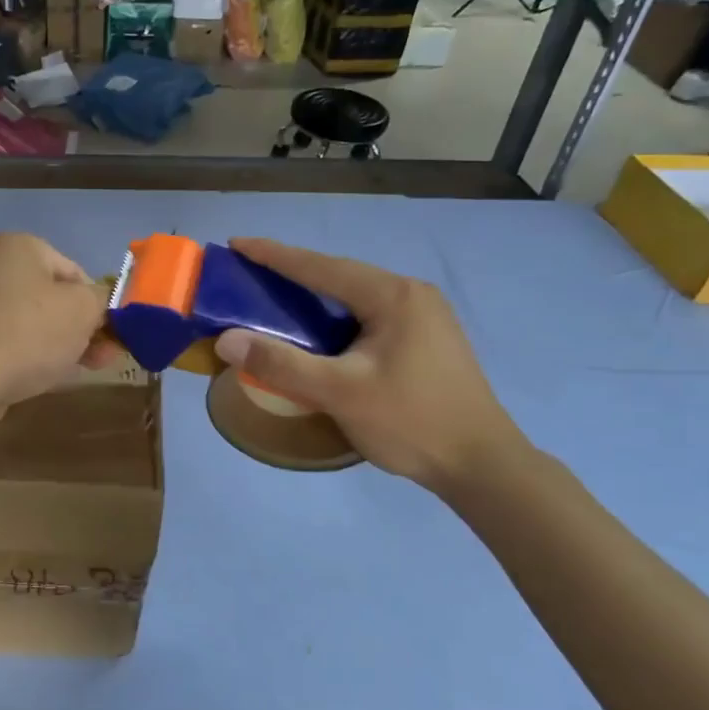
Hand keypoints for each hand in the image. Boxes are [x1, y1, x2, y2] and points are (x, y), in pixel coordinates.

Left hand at [0, 233, 112, 404]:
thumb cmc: (28, 333)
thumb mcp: (84, 309)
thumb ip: (103, 301)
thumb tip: (102, 305)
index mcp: (18, 247)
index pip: (75, 272)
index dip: (99, 304)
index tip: (112, 336)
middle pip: (52, 299)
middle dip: (81, 329)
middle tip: (103, 358)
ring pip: (31, 325)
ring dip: (59, 346)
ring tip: (77, 372)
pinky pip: (8, 346)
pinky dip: (28, 359)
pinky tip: (42, 381)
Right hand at [214, 238, 526, 493]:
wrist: (481, 466)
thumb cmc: (411, 422)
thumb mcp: (339, 392)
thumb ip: (281, 364)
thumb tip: (227, 339)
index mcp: (393, 296)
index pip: (321, 266)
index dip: (274, 255)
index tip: (236, 244)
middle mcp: (411, 295)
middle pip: (340, 276)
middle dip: (293, 273)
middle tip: (250, 274)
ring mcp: (424, 317)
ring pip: (355, 297)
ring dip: (315, 297)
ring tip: (276, 300)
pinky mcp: (426, 340)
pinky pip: (368, 316)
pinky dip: (335, 318)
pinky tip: (318, 334)